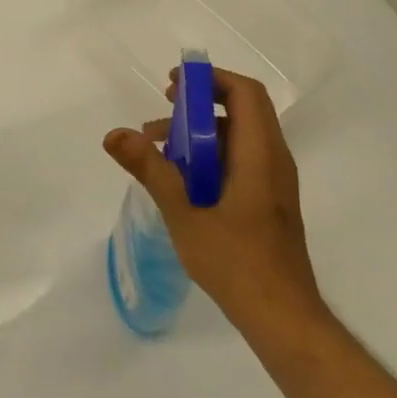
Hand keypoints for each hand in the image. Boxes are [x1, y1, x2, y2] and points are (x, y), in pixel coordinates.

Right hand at [103, 67, 325, 336]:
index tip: (172, 84)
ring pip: (239, 137)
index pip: (246, 94)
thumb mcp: (184, 214)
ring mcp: (274, 183)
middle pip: (243, 111)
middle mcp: (274, 162)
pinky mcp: (268, 201)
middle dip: (198, 104)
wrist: (282, 317)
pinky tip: (179, 180)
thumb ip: (151, 170)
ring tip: (157, 150)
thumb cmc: (236, 263)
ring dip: (199, 133)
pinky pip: (240, 160)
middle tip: (160, 113)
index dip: (210, 80)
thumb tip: (114, 134)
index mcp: (261, 157)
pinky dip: (209, 155)